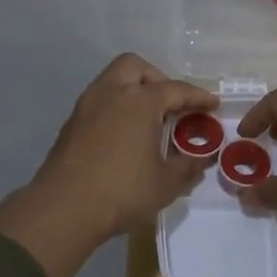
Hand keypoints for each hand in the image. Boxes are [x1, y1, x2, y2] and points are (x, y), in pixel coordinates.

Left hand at [0, 55, 218, 276]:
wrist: (64, 208)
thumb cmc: (122, 191)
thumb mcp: (166, 183)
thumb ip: (188, 166)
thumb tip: (202, 158)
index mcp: (140, 101)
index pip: (176, 90)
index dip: (198, 97)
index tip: (213, 104)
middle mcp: (112, 93)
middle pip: (136, 67)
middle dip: (158, 79)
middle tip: (172, 105)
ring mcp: (87, 106)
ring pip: (113, 80)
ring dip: (133, 91)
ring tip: (149, 120)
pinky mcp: (71, 124)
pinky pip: (100, 101)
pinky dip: (116, 107)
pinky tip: (125, 135)